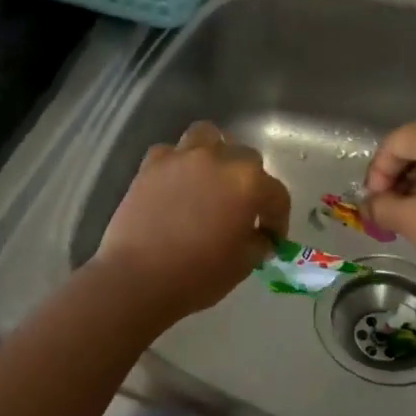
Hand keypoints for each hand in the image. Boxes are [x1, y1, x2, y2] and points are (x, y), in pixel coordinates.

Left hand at [91, 121, 291, 323]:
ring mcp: (181, 157)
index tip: (272, 237)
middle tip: (242, 210)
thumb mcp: (242, 265)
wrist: (137, 279)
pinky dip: (179, 163)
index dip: (278, 218)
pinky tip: (177, 184)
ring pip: (207, 136)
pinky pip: (171, 152)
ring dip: (216, 154)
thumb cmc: (197, 276)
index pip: (276, 194)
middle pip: (246, 158)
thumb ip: (258, 243)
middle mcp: (218, 159)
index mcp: (247, 183)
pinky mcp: (151, 164)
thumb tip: (260, 237)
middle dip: (250, 183)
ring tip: (212, 179)